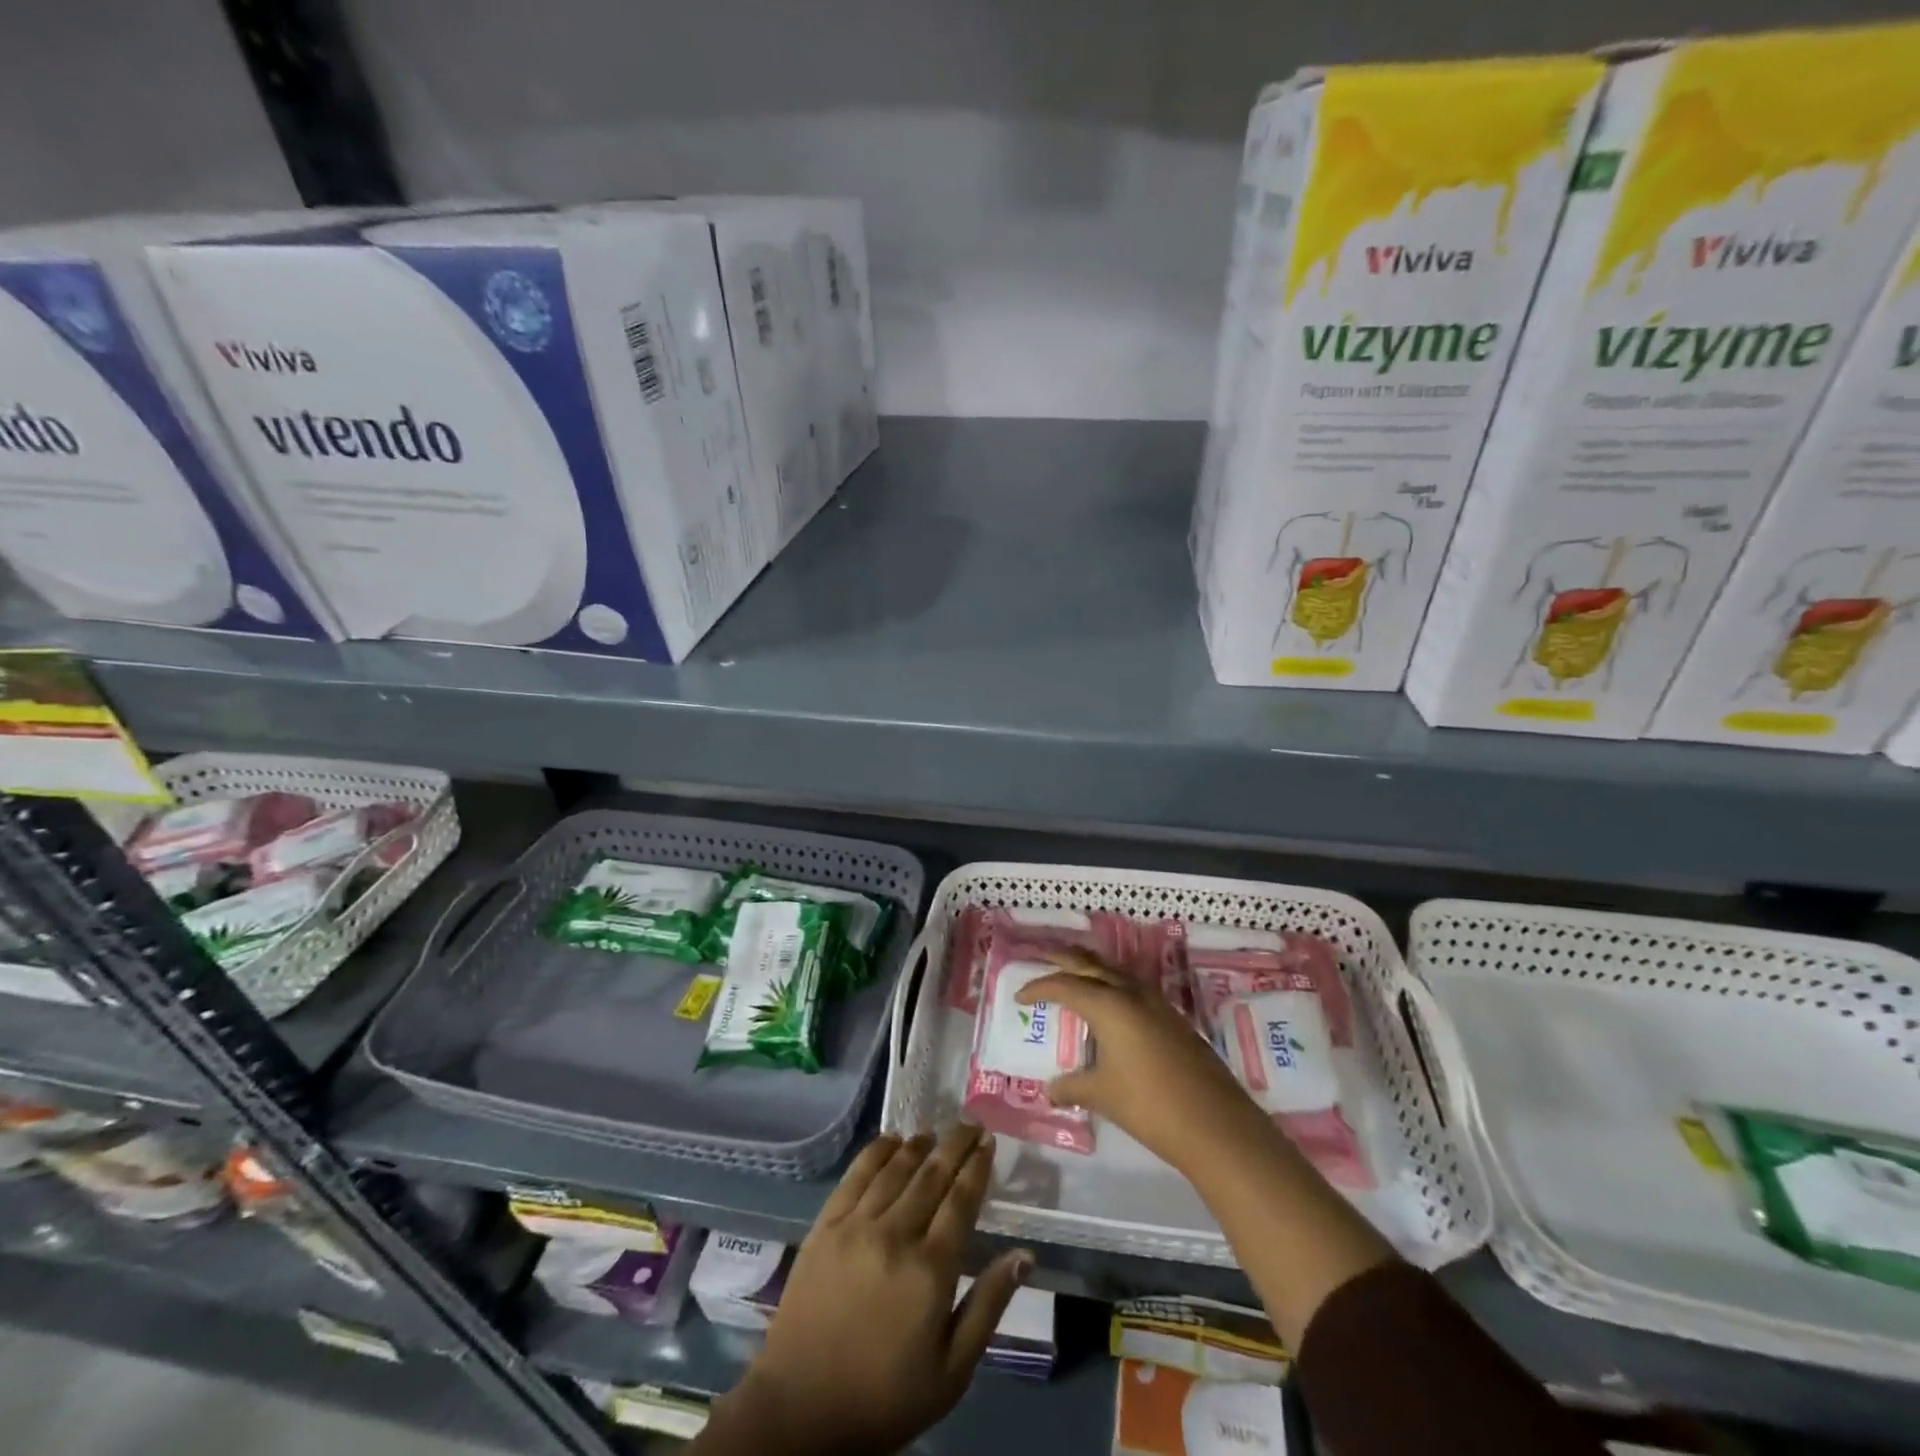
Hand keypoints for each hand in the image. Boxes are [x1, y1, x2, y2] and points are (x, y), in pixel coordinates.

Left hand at [699, 1124, 1031, 1455]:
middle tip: (970, 1124)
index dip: (977, 1166)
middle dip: (955, 1145)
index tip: (989, 1141)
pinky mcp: (825, 1225)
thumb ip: (988, 1305)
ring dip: (919, 1145)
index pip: (961, 1200)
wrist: (801, 1409)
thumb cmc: (884, 1397)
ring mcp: (856, 1225)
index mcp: (931, 1269)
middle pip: (932, 1174)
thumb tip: (1024, 1255)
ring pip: (896, 1168)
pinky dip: (876, 1152)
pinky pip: (856, 1175)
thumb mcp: (951, 1371)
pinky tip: (890, 1140)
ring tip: (934, 1132)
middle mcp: (896, 1234)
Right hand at [1017, 952, 1270, 1176]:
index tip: (1020, 996)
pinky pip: (1133, 987)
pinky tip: (1111, 1005)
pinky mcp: (1172, 1017)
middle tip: (1043, 956)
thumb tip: (1050, 1090)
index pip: (1064, 985)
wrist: (1215, 1123)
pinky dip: (1113, 985)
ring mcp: (1156, 1002)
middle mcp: (1131, 993)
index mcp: (1108, 1005)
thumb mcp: (1103, 1095)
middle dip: (1065, 958)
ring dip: (1092, 968)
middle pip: (1091, 964)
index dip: (1039, 988)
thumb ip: (1073, 1086)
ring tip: (1074, 974)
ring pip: (1116, 972)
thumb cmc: (1150, 1105)